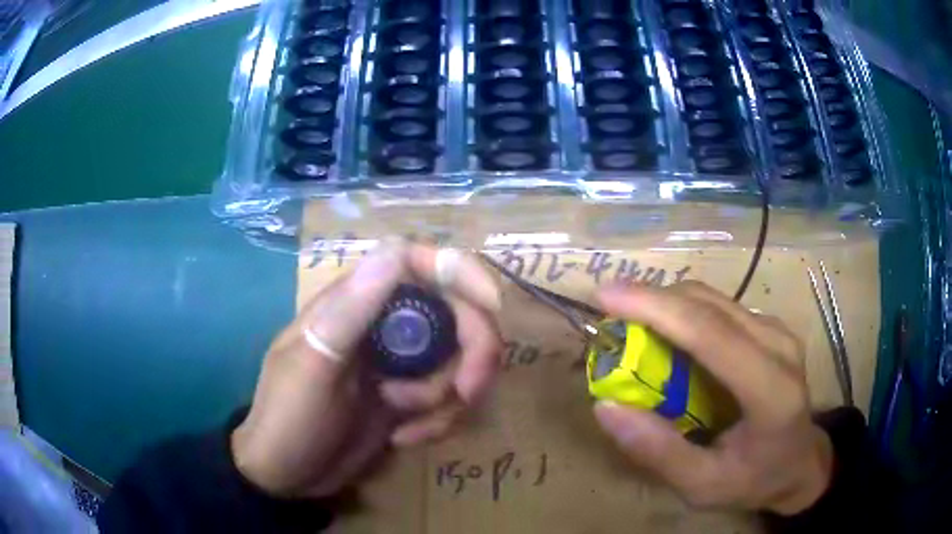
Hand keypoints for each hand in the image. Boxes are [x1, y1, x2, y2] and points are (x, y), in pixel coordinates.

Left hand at [231, 240, 502, 497]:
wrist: (286, 476)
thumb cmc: (289, 418)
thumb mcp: (312, 365)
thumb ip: (350, 310)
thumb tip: (396, 247)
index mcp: (357, 303)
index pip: (417, 262)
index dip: (461, 272)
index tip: (492, 306)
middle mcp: (385, 325)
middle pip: (457, 313)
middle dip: (472, 354)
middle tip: (466, 392)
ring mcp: (400, 364)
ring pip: (460, 362)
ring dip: (445, 399)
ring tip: (403, 422)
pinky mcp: (410, 398)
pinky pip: (450, 400)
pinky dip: (437, 422)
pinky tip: (402, 438)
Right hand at [592, 281, 832, 514]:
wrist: (800, 463)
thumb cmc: (754, 479)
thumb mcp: (702, 486)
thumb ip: (658, 452)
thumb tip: (606, 407)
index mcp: (771, 391)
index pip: (711, 334)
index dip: (656, 308)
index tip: (605, 296)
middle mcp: (780, 346)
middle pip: (709, 305)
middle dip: (653, 298)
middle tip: (607, 311)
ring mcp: (778, 331)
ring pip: (713, 298)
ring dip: (667, 303)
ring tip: (629, 324)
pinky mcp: (771, 327)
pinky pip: (721, 307)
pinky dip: (684, 312)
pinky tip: (666, 334)